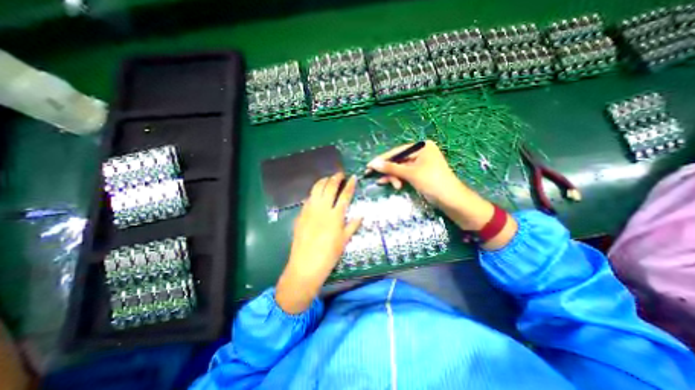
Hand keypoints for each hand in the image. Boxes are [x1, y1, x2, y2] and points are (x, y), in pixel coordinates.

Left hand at [277, 173, 363, 312]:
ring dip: (323, 181)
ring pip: (317, 188)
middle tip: (339, 174)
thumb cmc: (329, 255)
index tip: (353, 177)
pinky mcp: (301, 214)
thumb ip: (353, 225)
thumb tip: (361, 214)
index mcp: (336, 216)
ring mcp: (310, 210)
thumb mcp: (344, 241)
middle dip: (335, 177)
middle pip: (330, 187)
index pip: (345, 195)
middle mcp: (323, 209)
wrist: (306, 265)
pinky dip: (314, 192)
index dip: (349, 184)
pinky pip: (308, 197)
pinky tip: (316, 193)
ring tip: (328, 179)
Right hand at [365, 139, 463, 206]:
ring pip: (400, 169)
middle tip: (372, 176)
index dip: (382, 159)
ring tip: (390, 185)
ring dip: (393, 176)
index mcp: (422, 147)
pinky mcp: (420, 174)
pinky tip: (389, 184)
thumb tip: (373, 164)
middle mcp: (421, 153)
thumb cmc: (432, 182)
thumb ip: (391, 168)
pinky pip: (404, 174)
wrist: (451, 200)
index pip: (397, 151)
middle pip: (398, 160)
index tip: (369, 165)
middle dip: (388, 170)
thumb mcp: (410, 174)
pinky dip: (397, 179)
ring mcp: (420, 164)